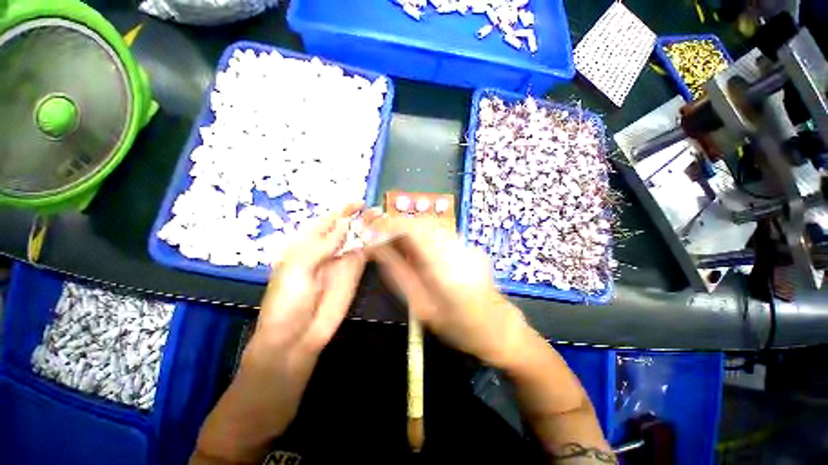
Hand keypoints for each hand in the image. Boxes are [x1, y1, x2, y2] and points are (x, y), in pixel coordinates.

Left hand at [193, 203, 375, 463]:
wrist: (296, 339)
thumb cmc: (286, 303)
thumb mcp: (298, 269)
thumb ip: (322, 246)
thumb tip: (343, 224)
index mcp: (306, 245)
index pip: (327, 221)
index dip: (341, 210)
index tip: (358, 201)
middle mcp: (326, 250)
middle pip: (345, 228)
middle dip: (359, 217)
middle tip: (376, 209)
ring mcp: (342, 262)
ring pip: (357, 240)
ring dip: (369, 230)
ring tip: (384, 219)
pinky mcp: (354, 275)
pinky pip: (365, 256)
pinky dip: (374, 246)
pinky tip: (383, 238)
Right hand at [369, 219, 532, 368]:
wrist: (498, 327)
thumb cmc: (458, 326)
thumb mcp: (422, 306)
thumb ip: (398, 274)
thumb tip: (377, 249)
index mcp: (444, 268)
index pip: (414, 230)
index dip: (390, 224)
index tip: (373, 230)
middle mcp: (458, 248)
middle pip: (423, 222)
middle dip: (399, 225)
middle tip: (382, 237)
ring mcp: (467, 244)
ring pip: (432, 225)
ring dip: (411, 229)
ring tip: (397, 244)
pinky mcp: (469, 245)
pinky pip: (441, 232)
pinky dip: (423, 235)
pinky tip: (417, 250)